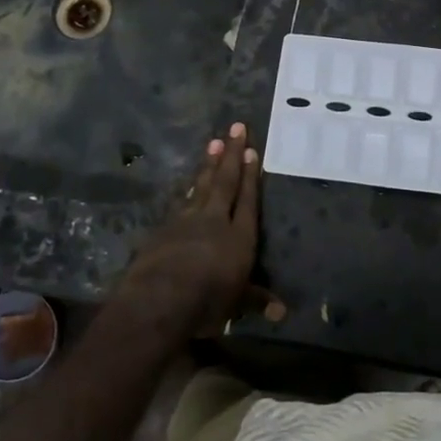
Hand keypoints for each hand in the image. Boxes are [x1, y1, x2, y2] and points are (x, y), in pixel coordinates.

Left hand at [120, 124, 281, 336]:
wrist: (159, 299)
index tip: (251, 150)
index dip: (251, 176)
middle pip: (225, 182)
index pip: (248, 200)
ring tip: (214, 142)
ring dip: (208, 164)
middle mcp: (215, 221)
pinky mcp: (164, 227)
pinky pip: (181, 201)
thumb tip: (282, 312)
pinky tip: (188, 183)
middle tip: (235, 127)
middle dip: (232, 154)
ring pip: (201, 186)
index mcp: (239, 237)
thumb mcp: (236, 304)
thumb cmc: (206, 302)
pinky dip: (188, 189)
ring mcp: (186, 220)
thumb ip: (257, 300)